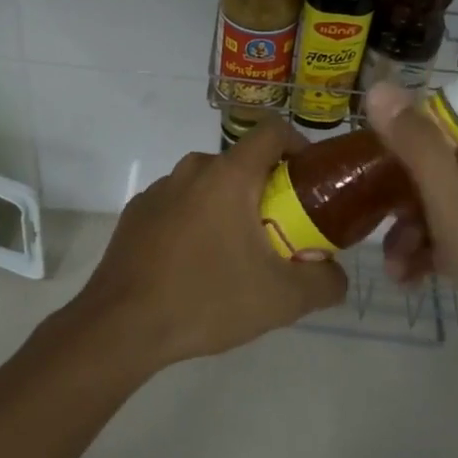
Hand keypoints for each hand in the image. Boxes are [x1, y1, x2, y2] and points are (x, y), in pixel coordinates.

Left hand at [70, 116, 348, 372]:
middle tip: (280, 234)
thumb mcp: (282, 299)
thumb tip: (336, 272)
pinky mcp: (137, 212)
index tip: (311, 183)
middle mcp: (193, 169)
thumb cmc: (206, 299)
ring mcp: (160, 189)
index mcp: (230, 174)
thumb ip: (325, 281)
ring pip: (210, 185)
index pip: (274, 130)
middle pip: (243, 163)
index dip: (300, 147)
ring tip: (236, 256)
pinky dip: (196, 222)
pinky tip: (195, 266)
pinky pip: (180, 205)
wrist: (121, 327)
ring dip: (230, 208)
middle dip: (268, 191)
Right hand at [366, 82, 457, 394]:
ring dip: (404, 226)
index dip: (427, 111)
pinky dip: (419, 253)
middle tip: (370, 197)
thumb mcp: (452, 201)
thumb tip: (380, 87)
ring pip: (433, 202)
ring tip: (392, 261)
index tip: (387, 126)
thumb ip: (417, 144)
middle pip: (438, 158)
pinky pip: (440, 238)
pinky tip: (404, 279)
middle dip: (400, 181)